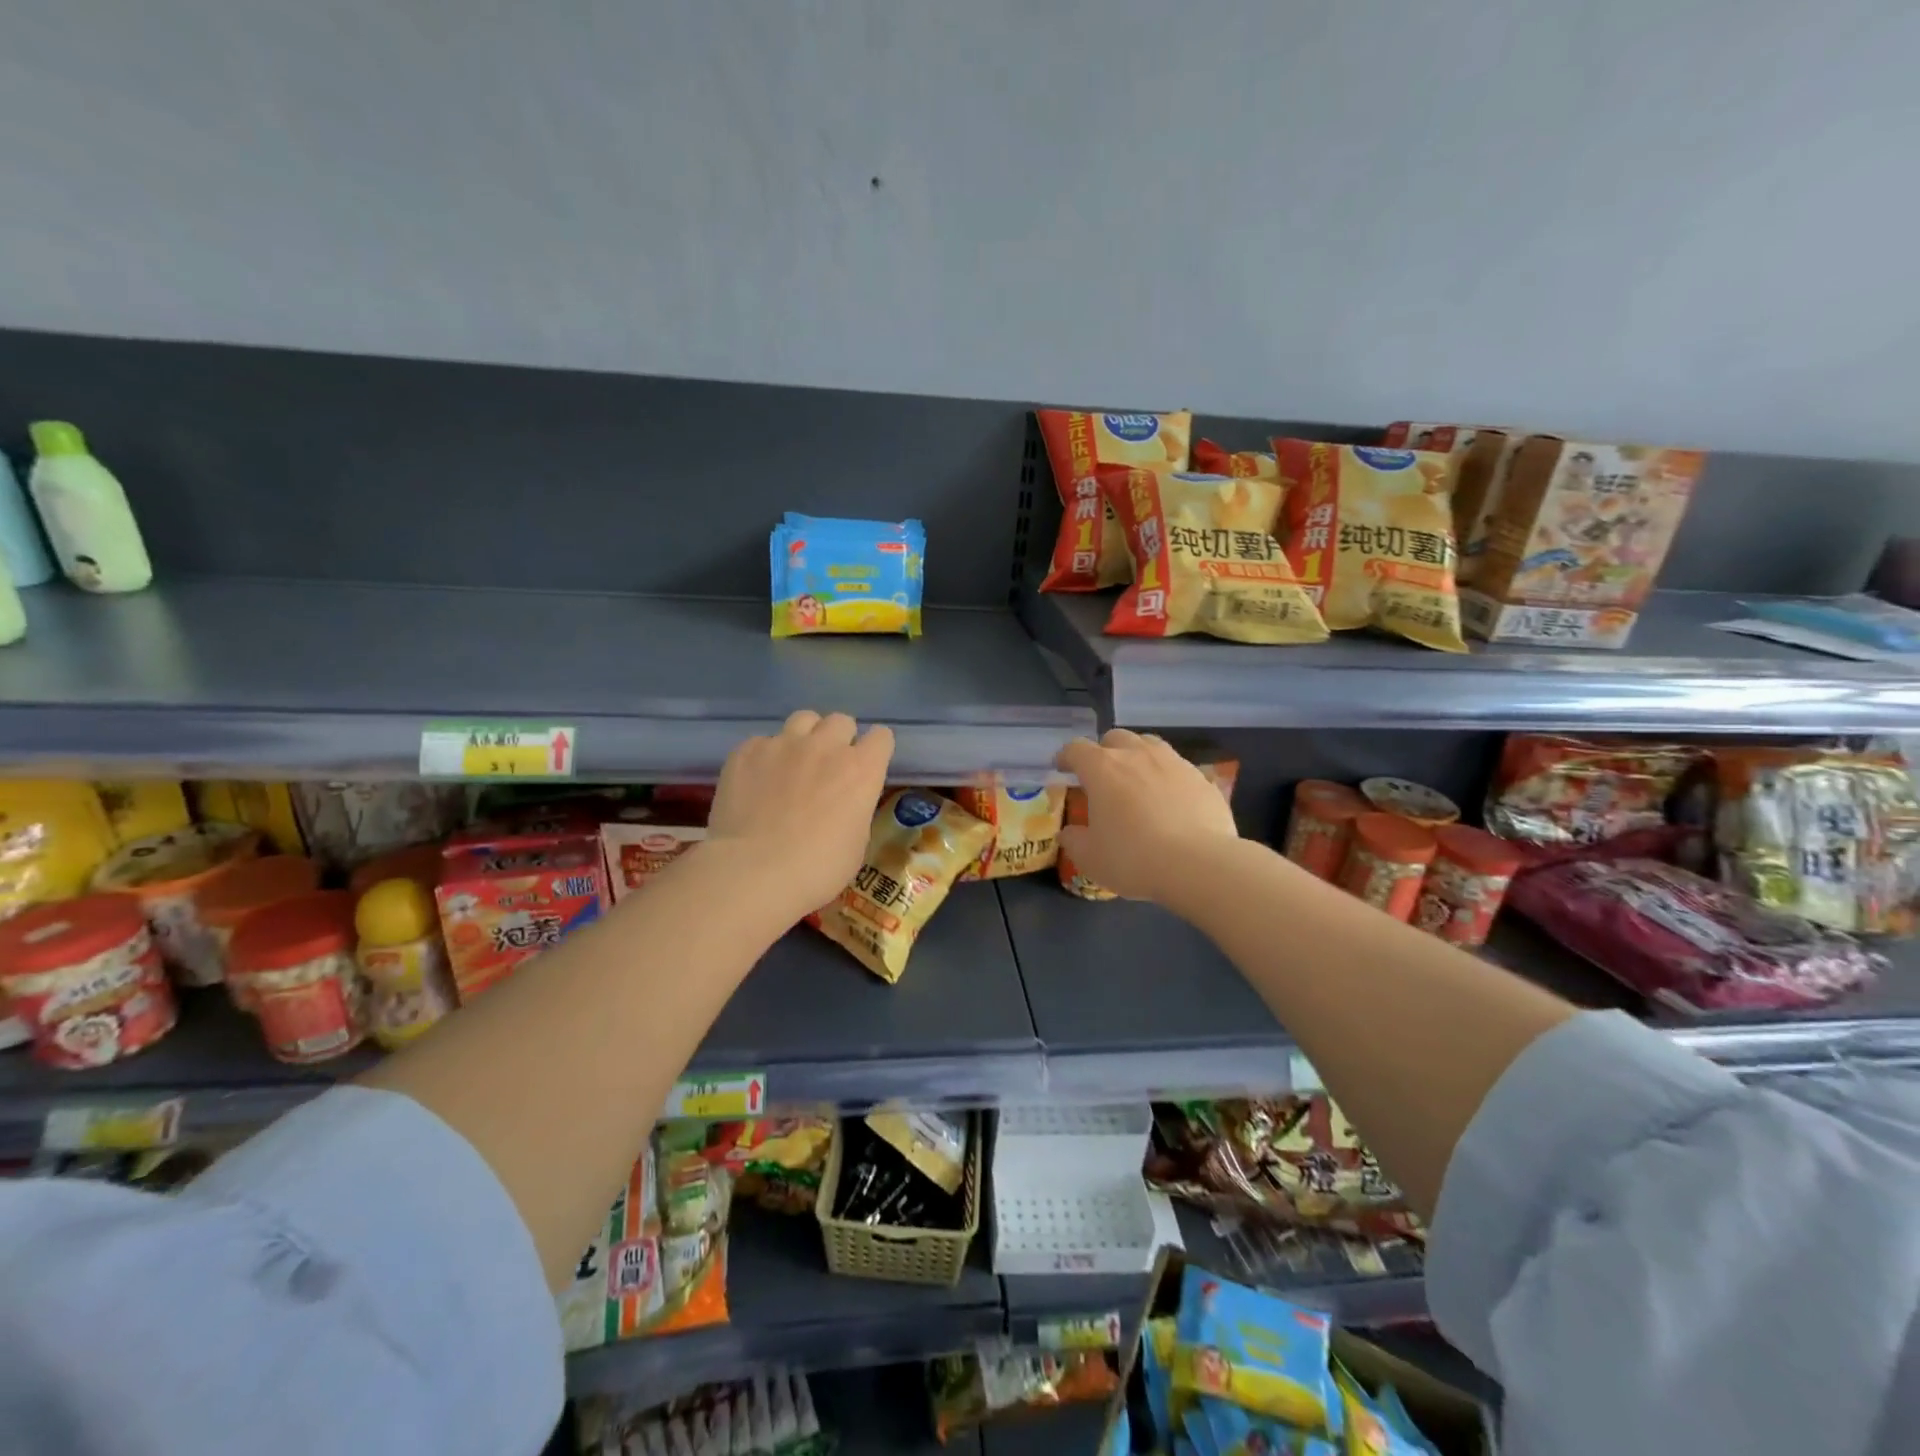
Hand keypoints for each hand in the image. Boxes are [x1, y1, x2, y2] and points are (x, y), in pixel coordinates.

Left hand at [705, 710, 894, 921]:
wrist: (754, 871)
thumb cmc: (817, 869)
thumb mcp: (856, 843)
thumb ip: (855, 809)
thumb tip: (845, 804)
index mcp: (861, 769)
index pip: (881, 737)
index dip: (875, 751)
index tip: (867, 767)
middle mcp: (826, 746)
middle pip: (841, 721)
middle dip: (839, 739)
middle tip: (828, 766)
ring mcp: (783, 744)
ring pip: (803, 719)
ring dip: (805, 737)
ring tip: (794, 763)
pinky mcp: (747, 751)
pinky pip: (762, 741)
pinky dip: (765, 757)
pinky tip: (756, 782)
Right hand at [1055, 730, 1238, 900]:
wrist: (1199, 864)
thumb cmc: (1133, 858)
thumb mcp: (1091, 858)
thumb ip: (1074, 841)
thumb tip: (1068, 833)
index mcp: (1102, 768)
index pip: (1076, 749)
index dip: (1066, 756)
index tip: (1062, 768)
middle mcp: (1136, 755)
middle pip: (1115, 738)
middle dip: (1104, 751)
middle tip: (1102, 776)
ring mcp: (1172, 762)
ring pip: (1149, 744)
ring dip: (1137, 756)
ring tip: (1136, 780)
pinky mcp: (1201, 777)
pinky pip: (1177, 766)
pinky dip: (1166, 776)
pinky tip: (1169, 799)